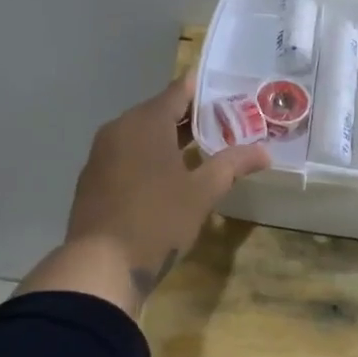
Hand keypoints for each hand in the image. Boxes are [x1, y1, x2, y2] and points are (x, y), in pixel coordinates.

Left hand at [17, 73, 269, 315]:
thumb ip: (232, 165)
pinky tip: (170, 178)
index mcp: (145, 122)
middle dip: (193, 118)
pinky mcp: (93, 179)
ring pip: (142, 136)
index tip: (231, 94)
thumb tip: (264, 152)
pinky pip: (127, 156)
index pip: (179, 91)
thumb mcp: (202, 193)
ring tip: (204, 151)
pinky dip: (150, 158)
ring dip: (171, 140)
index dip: (206, 91)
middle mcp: (119, 128)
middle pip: (160, 112)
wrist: (100, 265)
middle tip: (227, 125)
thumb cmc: (157, 220)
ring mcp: (101, 154)